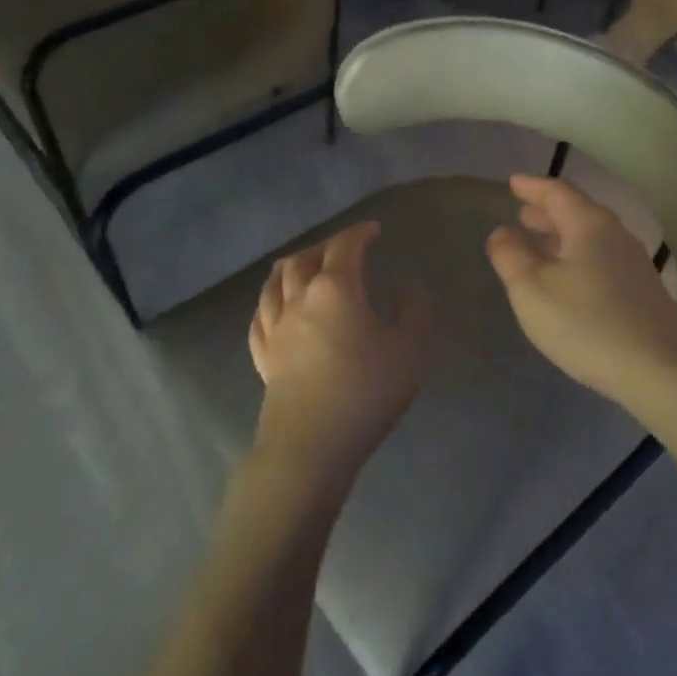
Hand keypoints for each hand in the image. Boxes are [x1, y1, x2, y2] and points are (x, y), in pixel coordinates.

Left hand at [248, 222, 430, 482]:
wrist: (311, 446)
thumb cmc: (366, 391)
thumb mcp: (410, 348)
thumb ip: (415, 310)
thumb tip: (407, 286)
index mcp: (335, 288)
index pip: (345, 246)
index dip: (360, 233)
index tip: (374, 230)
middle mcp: (299, 299)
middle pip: (304, 258)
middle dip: (325, 246)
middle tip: (344, 247)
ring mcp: (276, 328)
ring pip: (275, 283)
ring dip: (293, 265)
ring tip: (304, 264)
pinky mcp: (264, 357)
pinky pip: (260, 317)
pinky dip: (270, 300)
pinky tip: (275, 306)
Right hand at [485, 175, 676, 402]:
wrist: (658, 368)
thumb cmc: (585, 323)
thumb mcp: (531, 290)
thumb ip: (510, 256)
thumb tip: (502, 232)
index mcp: (589, 224)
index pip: (557, 192)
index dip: (532, 186)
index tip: (513, 182)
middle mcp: (616, 234)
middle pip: (578, 211)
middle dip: (547, 211)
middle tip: (522, 213)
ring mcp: (634, 262)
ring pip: (591, 236)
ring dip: (563, 235)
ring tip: (540, 244)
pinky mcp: (643, 290)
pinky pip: (603, 258)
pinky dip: (579, 255)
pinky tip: (570, 277)